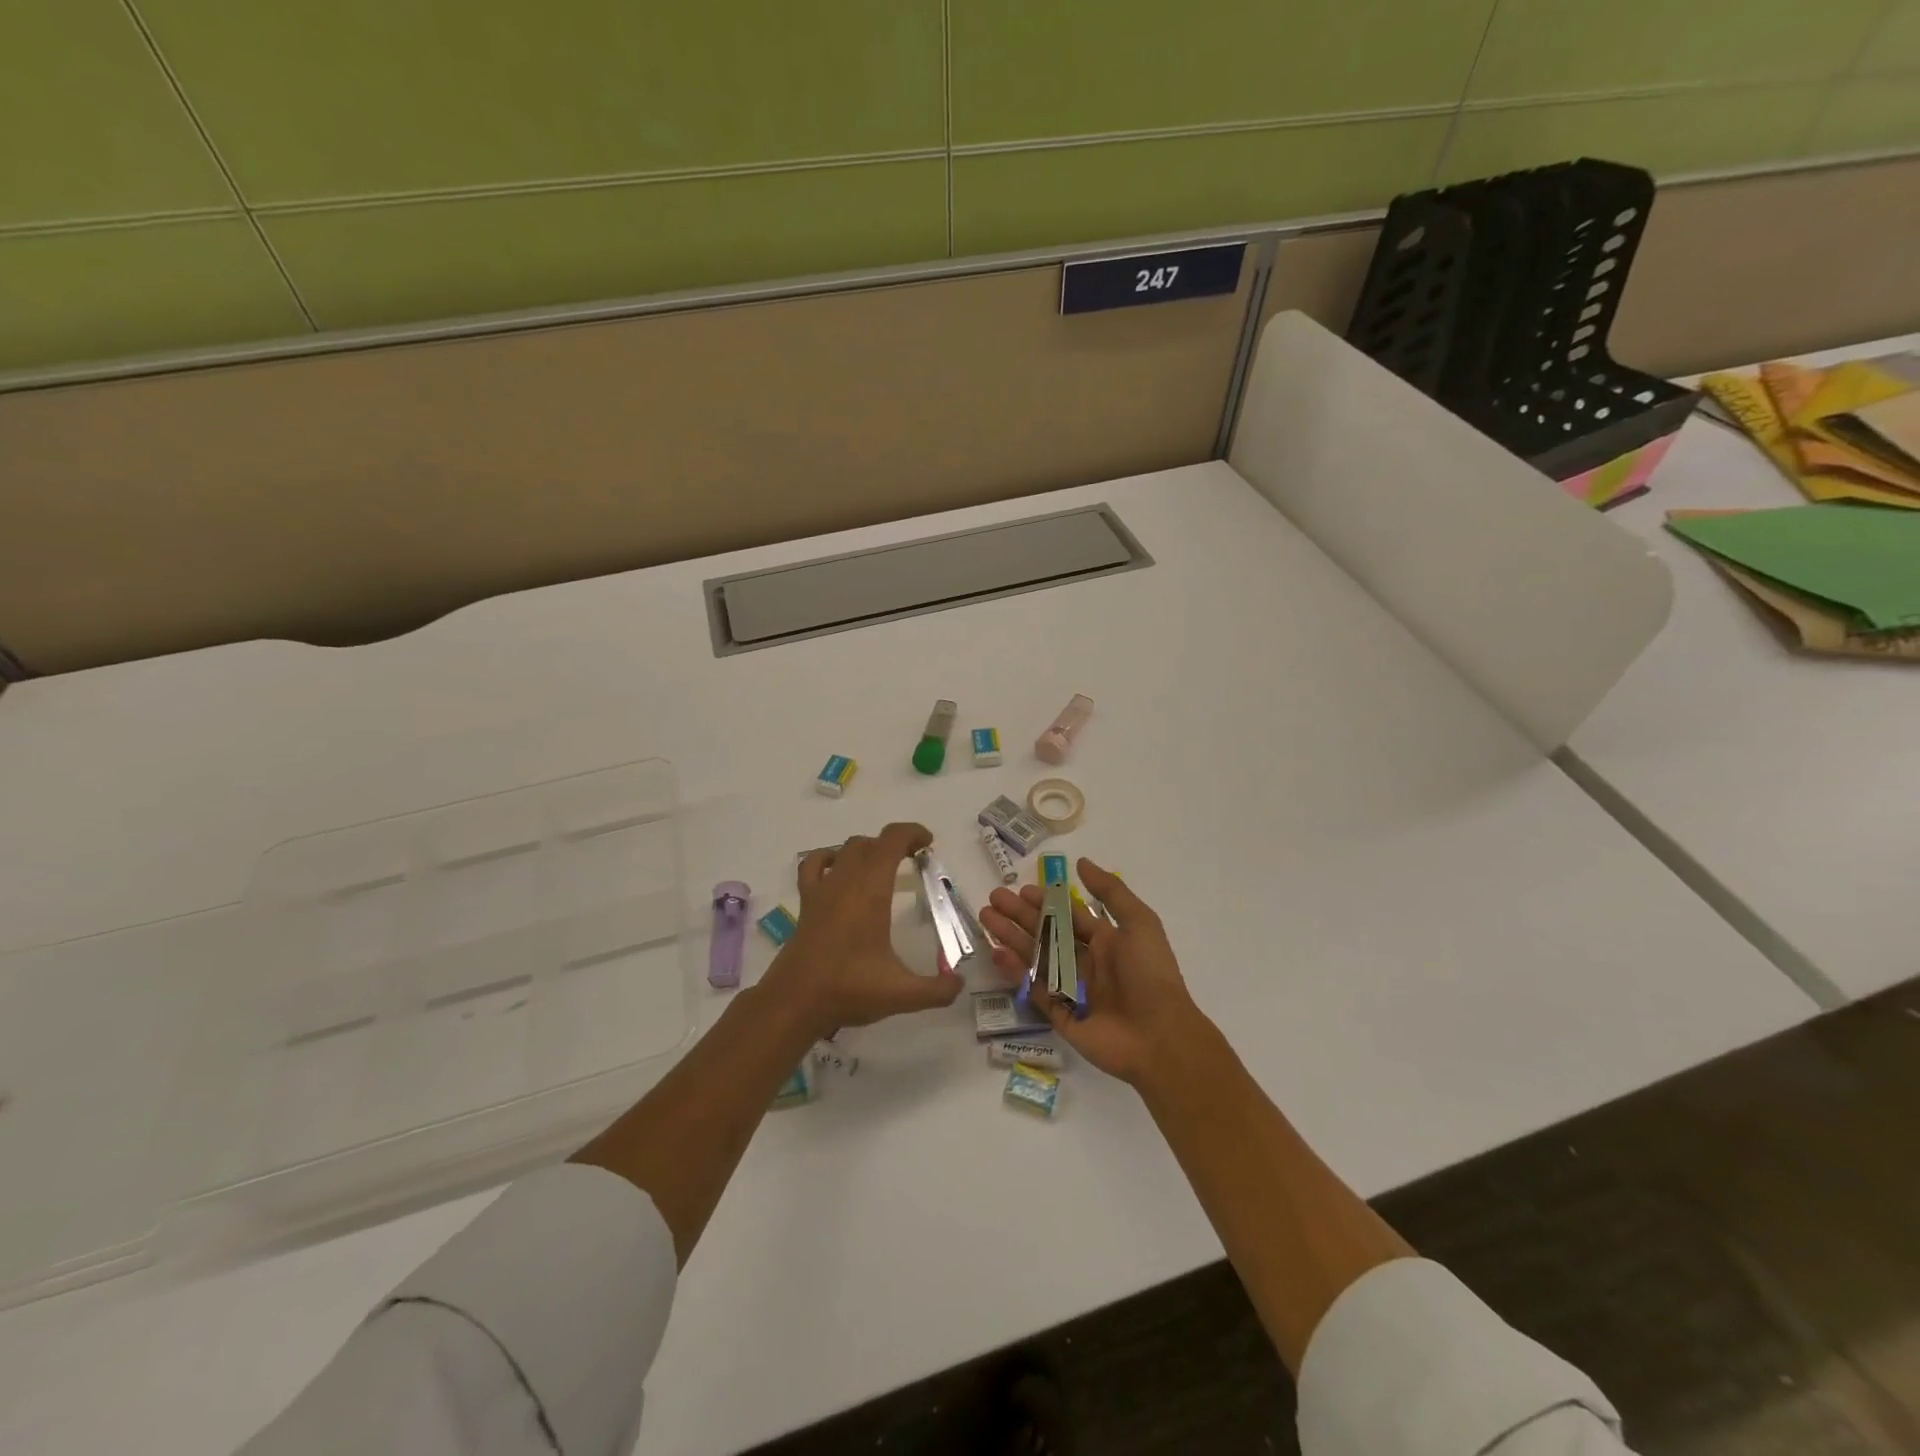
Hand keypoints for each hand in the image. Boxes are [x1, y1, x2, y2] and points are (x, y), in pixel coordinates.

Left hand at [760, 821, 962, 1038]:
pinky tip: (839, 871)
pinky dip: (829, 858)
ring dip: (868, 849)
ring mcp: (822, 890)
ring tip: (884, 866)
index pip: (891, 841)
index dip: (911, 833)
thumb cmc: (849, 990)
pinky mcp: (806, 903)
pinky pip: (814, 865)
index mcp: (871, 892)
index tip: (928, 843)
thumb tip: (960, 984)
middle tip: (914, 859)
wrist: (794, 1003)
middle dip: (895, 843)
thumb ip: (937, 990)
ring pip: (846, 850)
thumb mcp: (901, 994)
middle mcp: (846, 882)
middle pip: (871, 843)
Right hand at [978, 859, 1206, 1085]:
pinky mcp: (1061, 1015)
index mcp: (1107, 942)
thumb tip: (1081, 863)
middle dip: (1020, 916)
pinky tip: (997, 952)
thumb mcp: (1139, 923)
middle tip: (994, 900)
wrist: (1159, 1037)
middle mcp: (1087, 963)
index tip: (1022, 889)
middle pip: (1047, 934)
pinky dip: (1016, 971)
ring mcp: (1073, 990)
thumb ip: (1111, 892)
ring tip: (986, 918)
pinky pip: (1034, 990)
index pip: (1070, 916)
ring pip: (1036, 958)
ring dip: (1011, 938)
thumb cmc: (1150, 974)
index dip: (1047, 902)